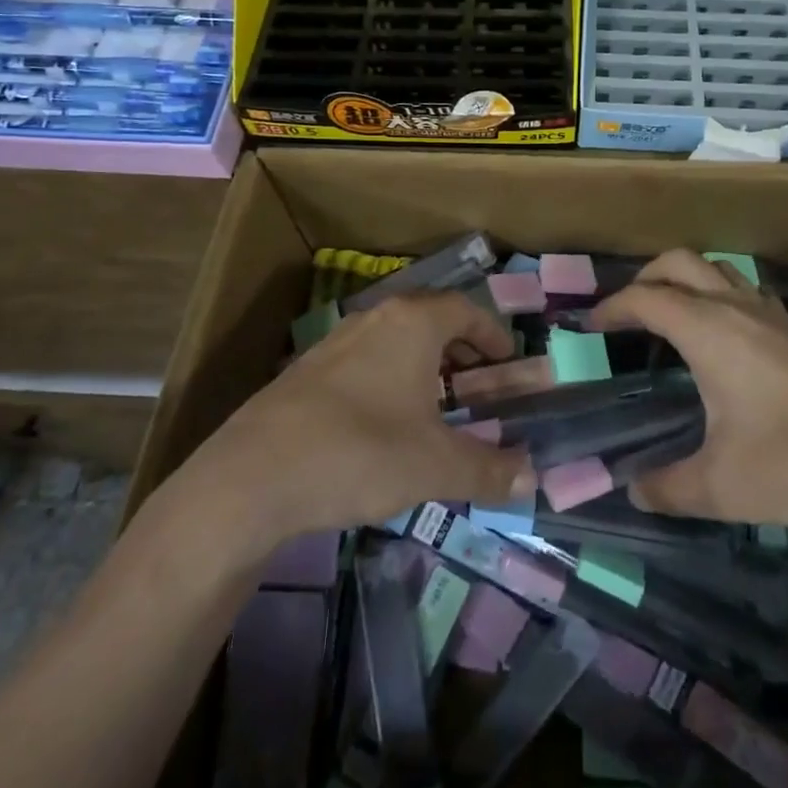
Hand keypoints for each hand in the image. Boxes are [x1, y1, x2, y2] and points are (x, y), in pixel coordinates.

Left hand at [183, 293, 535, 538]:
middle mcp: (375, 319)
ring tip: (434, 403)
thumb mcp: (435, 466)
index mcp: (412, 324)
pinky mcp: (305, 370)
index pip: (465, 309)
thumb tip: (534, 478)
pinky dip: (387, 377)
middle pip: (429, 318)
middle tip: (477, 381)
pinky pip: (363, 360)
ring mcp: (335, 341)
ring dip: (422, 363)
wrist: (253, 476)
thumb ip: (489, 469)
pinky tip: (383, 422)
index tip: (508, 360)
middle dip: (459, 348)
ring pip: (393, 339)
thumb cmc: (361, 452)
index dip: (492, 333)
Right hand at [586, 251, 787, 534]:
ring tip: (669, 322)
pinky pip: (745, 292)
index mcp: (709, 330)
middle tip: (625, 317)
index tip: (587, 329)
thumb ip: (668, 488)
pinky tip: (725, 343)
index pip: (645, 298)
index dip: (610, 308)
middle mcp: (736, 308)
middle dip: (643, 279)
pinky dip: (718, 298)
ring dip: (684, 281)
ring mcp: (773, 315)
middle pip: (679, 262)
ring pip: (716, 270)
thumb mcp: (723, 487)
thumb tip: (634, 490)